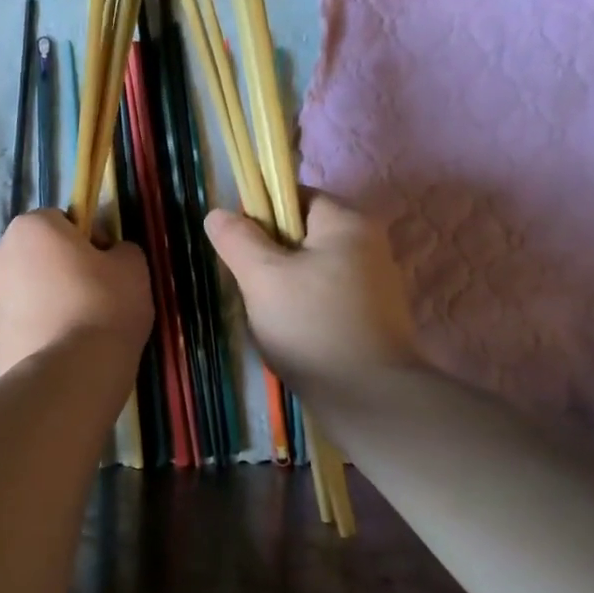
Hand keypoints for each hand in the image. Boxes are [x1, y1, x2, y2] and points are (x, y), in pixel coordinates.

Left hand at [0, 210, 152, 374]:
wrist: (70, 374)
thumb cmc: (103, 307)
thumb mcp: (133, 267)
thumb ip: (121, 249)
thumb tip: (111, 254)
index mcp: (30, 228)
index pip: (61, 220)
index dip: (86, 240)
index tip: (105, 267)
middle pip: (36, 255)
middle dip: (59, 269)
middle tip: (93, 298)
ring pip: (24, 291)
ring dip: (45, 301)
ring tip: (76, 330)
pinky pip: (18, 325)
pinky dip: (35, 332)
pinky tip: (60, 350)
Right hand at [205, 194, 418, 399]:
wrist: (368, 397)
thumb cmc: (311, 325)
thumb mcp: (263, 277)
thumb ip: (237, 240)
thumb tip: (218, 214)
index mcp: (347, 222)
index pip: (296, 195)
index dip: (260, 213)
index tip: (238, 247)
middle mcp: (369, 244)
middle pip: (303, 233)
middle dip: (269, 255)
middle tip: (247, 284)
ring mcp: (375, 283)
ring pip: (312, 268)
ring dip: (283, 285)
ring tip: (264, 313)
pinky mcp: (374, 316)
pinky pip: (327, 296)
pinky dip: (304, 307)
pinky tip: (289, 332)